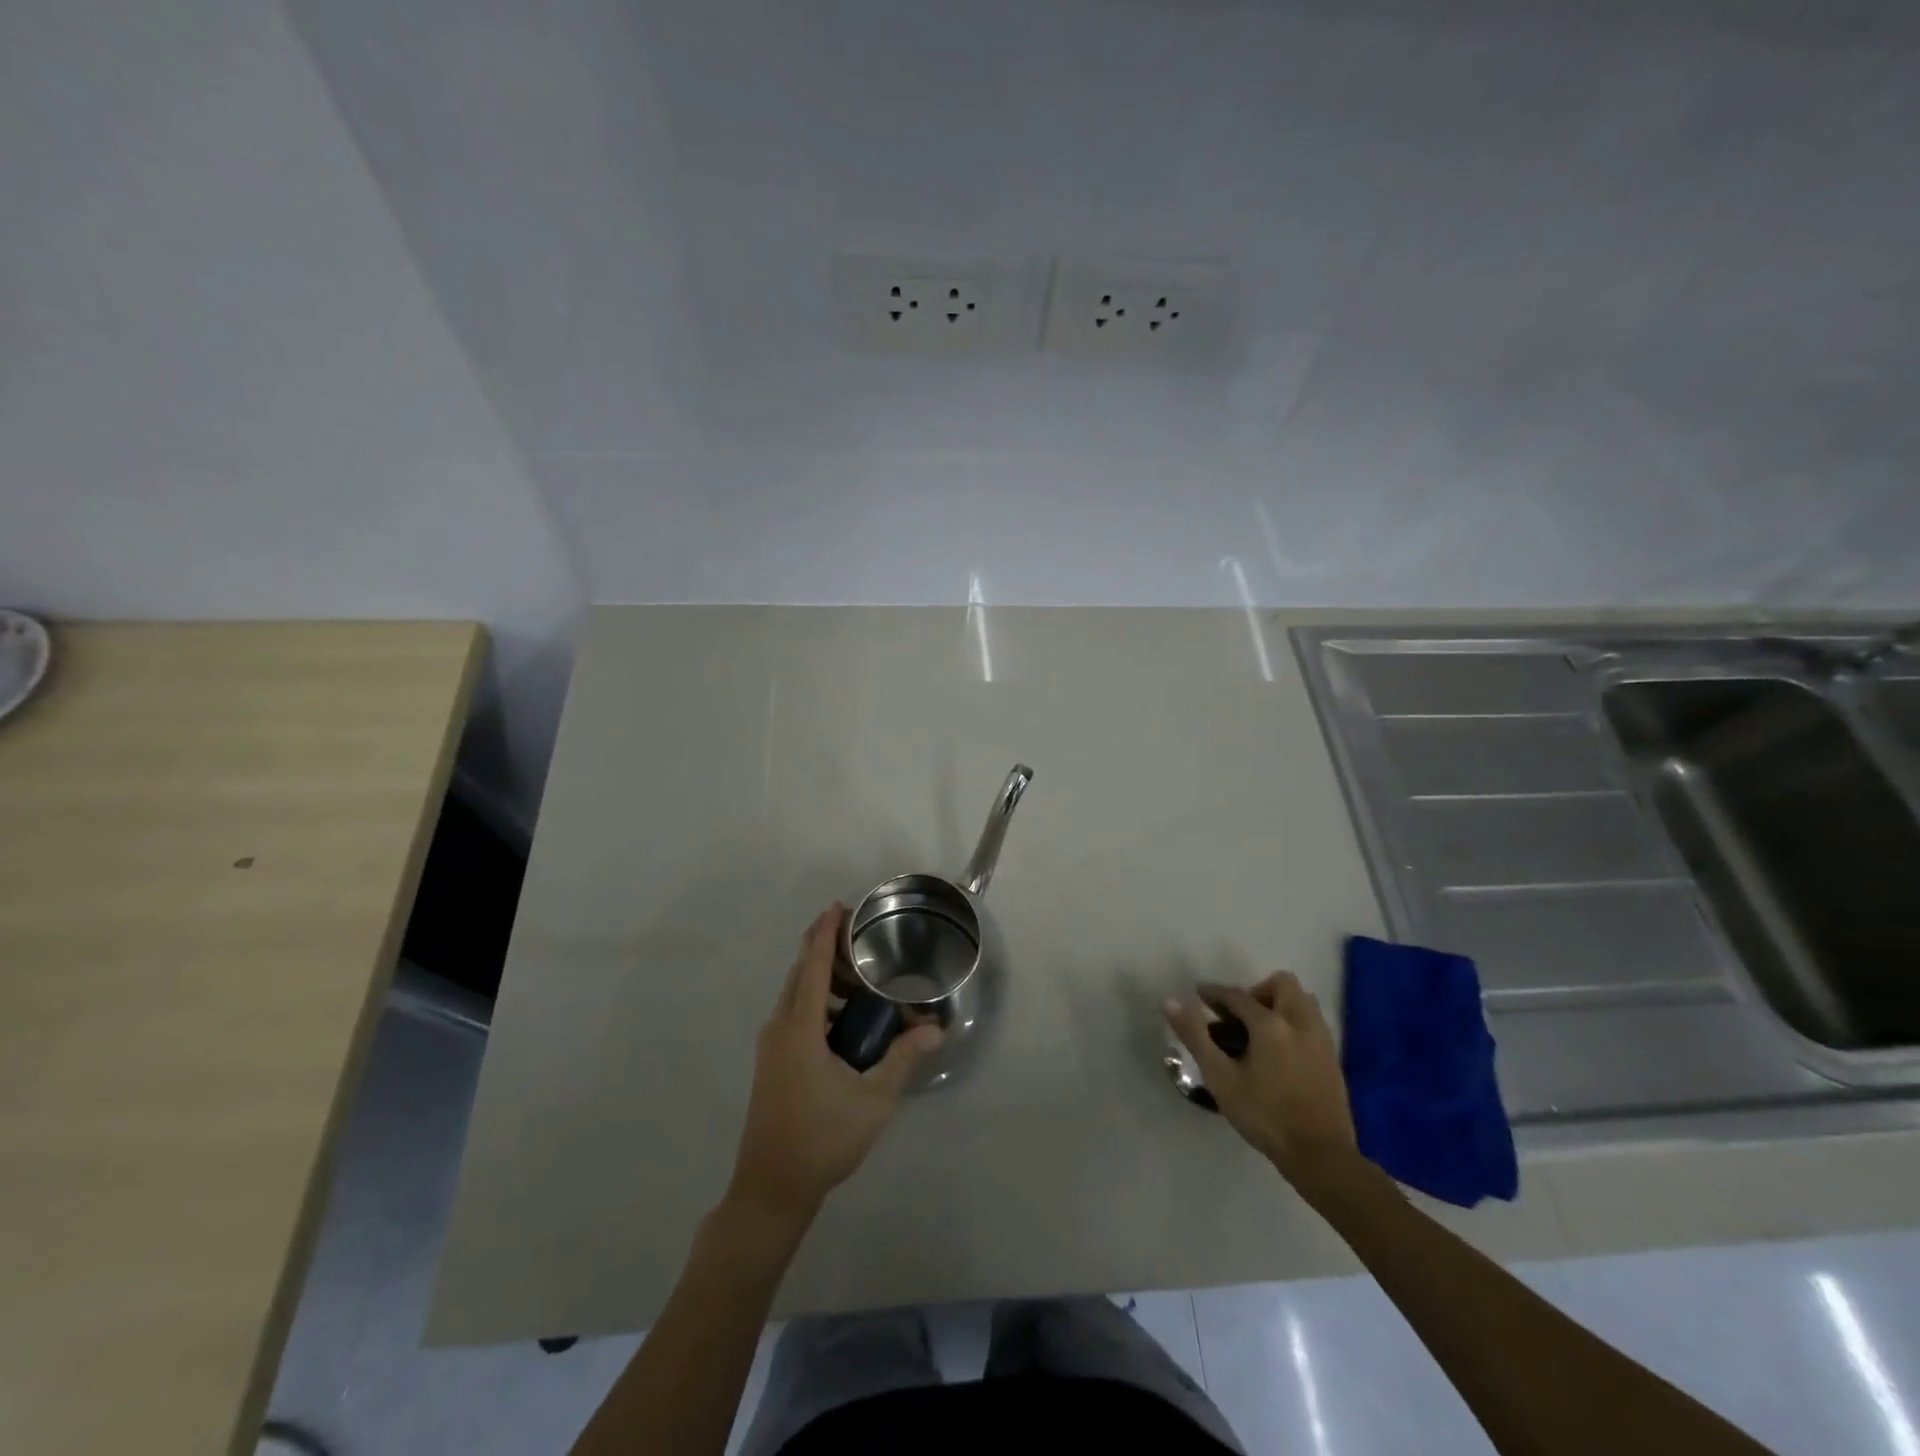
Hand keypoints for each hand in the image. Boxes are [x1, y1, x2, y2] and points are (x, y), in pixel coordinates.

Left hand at [725, 905, 942, 1225]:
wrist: (770, 1189)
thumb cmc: (822, 1140)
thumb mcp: (873, 1100)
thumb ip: (903, 1058)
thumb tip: (936, 1030)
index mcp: (799, 1028)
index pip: (811, 965)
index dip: (824, 933)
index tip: (838, 906)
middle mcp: (779, 1028)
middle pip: (801, 974)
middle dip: (826, 950)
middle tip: (862, 941)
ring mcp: (771, 1047)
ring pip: (796, 996)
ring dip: (823, 979)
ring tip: (862, 980)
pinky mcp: (772, 1063)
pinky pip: (794, 1015)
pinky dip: (817, 1002)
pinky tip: (845, 1020)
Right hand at [1164, 972, 1361, 1198]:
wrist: (1321, 1156)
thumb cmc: (1265, 1116)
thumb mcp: (1221, 1078)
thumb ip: (1195, 1036)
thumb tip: (1171, 1002)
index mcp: (1270, 1024)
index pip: (1237, 995)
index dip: (1214, 992)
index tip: (1199, 996)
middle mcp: (1300, 1022)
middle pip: (1282, 983)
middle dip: (1257, 991)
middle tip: (1239, 1016)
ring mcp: (1321, 1039)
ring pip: (1302, 1000)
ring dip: (1279, 1004)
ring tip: (1260, 1031)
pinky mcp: (1332, 1057)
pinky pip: (1312, 1022)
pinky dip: (1293, 1023)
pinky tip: (1280, 1052)